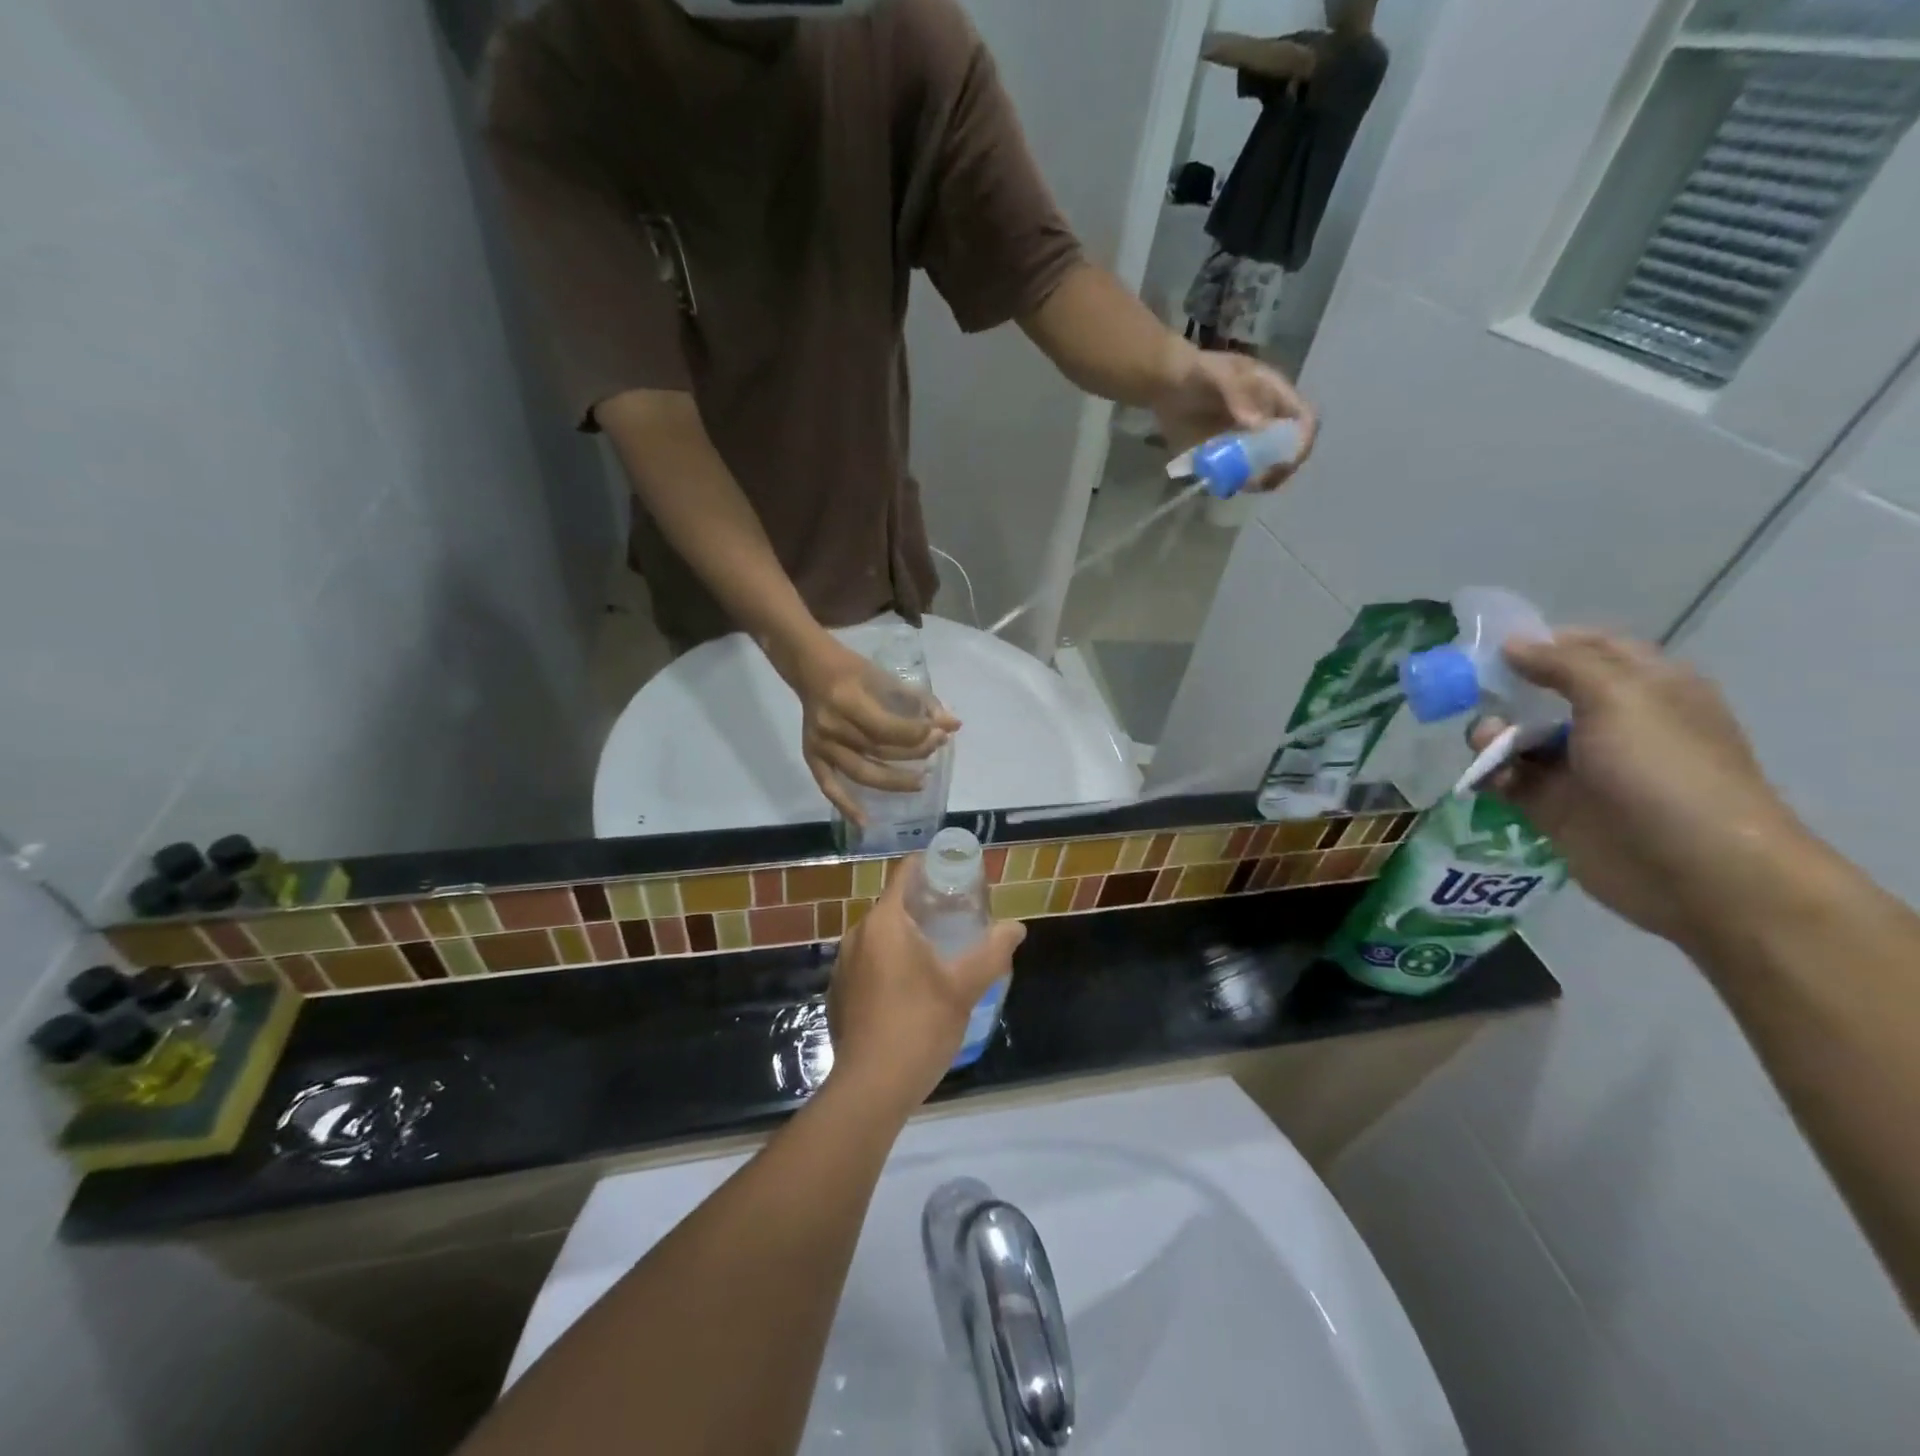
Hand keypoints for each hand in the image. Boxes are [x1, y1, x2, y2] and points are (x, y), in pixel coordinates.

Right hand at [777, 632, 960, 822]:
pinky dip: (846, 806)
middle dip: (914, 752)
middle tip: (937, 748)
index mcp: (848, 701)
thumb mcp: (886, 677)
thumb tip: (953, 724)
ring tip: (921, 782)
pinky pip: (829, 786)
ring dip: (894, 781)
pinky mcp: (812, 756)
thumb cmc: (854, 670)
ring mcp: (820, 745)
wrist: (811, 668)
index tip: (938, 732)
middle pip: (879, 750)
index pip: (889, 728)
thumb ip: (920, 701)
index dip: (917, 734)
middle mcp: (832, 726)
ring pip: (862, 772)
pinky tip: (865, 822)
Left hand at [826, 859, 1025, 1110]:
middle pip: (893, 905)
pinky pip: (867, 963)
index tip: (956, 875)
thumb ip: (992, 952)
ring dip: (906, 938)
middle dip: (924, 906)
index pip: (906, 874)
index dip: (931, 867)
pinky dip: (889, 963)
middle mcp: (856, 935)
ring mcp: (842, 965)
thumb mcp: (964, 987)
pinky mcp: (838, 993)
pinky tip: (911, 989)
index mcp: (884, 922)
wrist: (871, 1088)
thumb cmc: (919, 1026)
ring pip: (879, 937)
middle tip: (958, 918)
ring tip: (939, 953)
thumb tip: (1016, 928)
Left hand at [1151, 344, 1317, 488]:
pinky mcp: (1225, 458)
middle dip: (1279, 469)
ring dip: (1256, 481)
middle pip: (1288, 452)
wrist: (1165, 386)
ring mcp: (1247, 443)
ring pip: (1264, 469)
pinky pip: (1236, 477)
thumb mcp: (1218, 375)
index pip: (1304, 421)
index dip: (1302, 441)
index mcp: (1275, 397)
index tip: (1287, 460)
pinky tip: (1220, 484)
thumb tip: (1259, 425)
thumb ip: (1238, 395)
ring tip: (1237, 483)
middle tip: (1257, 479)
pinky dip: (1232, 483)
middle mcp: (1268, 423)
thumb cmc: (1197, 373)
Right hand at [1477, 631, 1810, 949]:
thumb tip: (1513, 644)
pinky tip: (1484, 777)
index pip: (1592, 648)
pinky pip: (1512, 781)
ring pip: (1523, 738)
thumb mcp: (1619, 698)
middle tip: (1466, 691)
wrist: (1695, 870)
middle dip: (1507, 690)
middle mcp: (1616, 724)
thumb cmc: (1663, 770)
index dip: (1545, 641)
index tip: (1493, 645)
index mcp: (1648, 688)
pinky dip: (1493, 775)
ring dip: (1495, 735)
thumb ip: (1563, 665)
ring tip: (1483, 743)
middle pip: (1547, 693)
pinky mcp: (1558, 807)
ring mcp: (1585, 768)